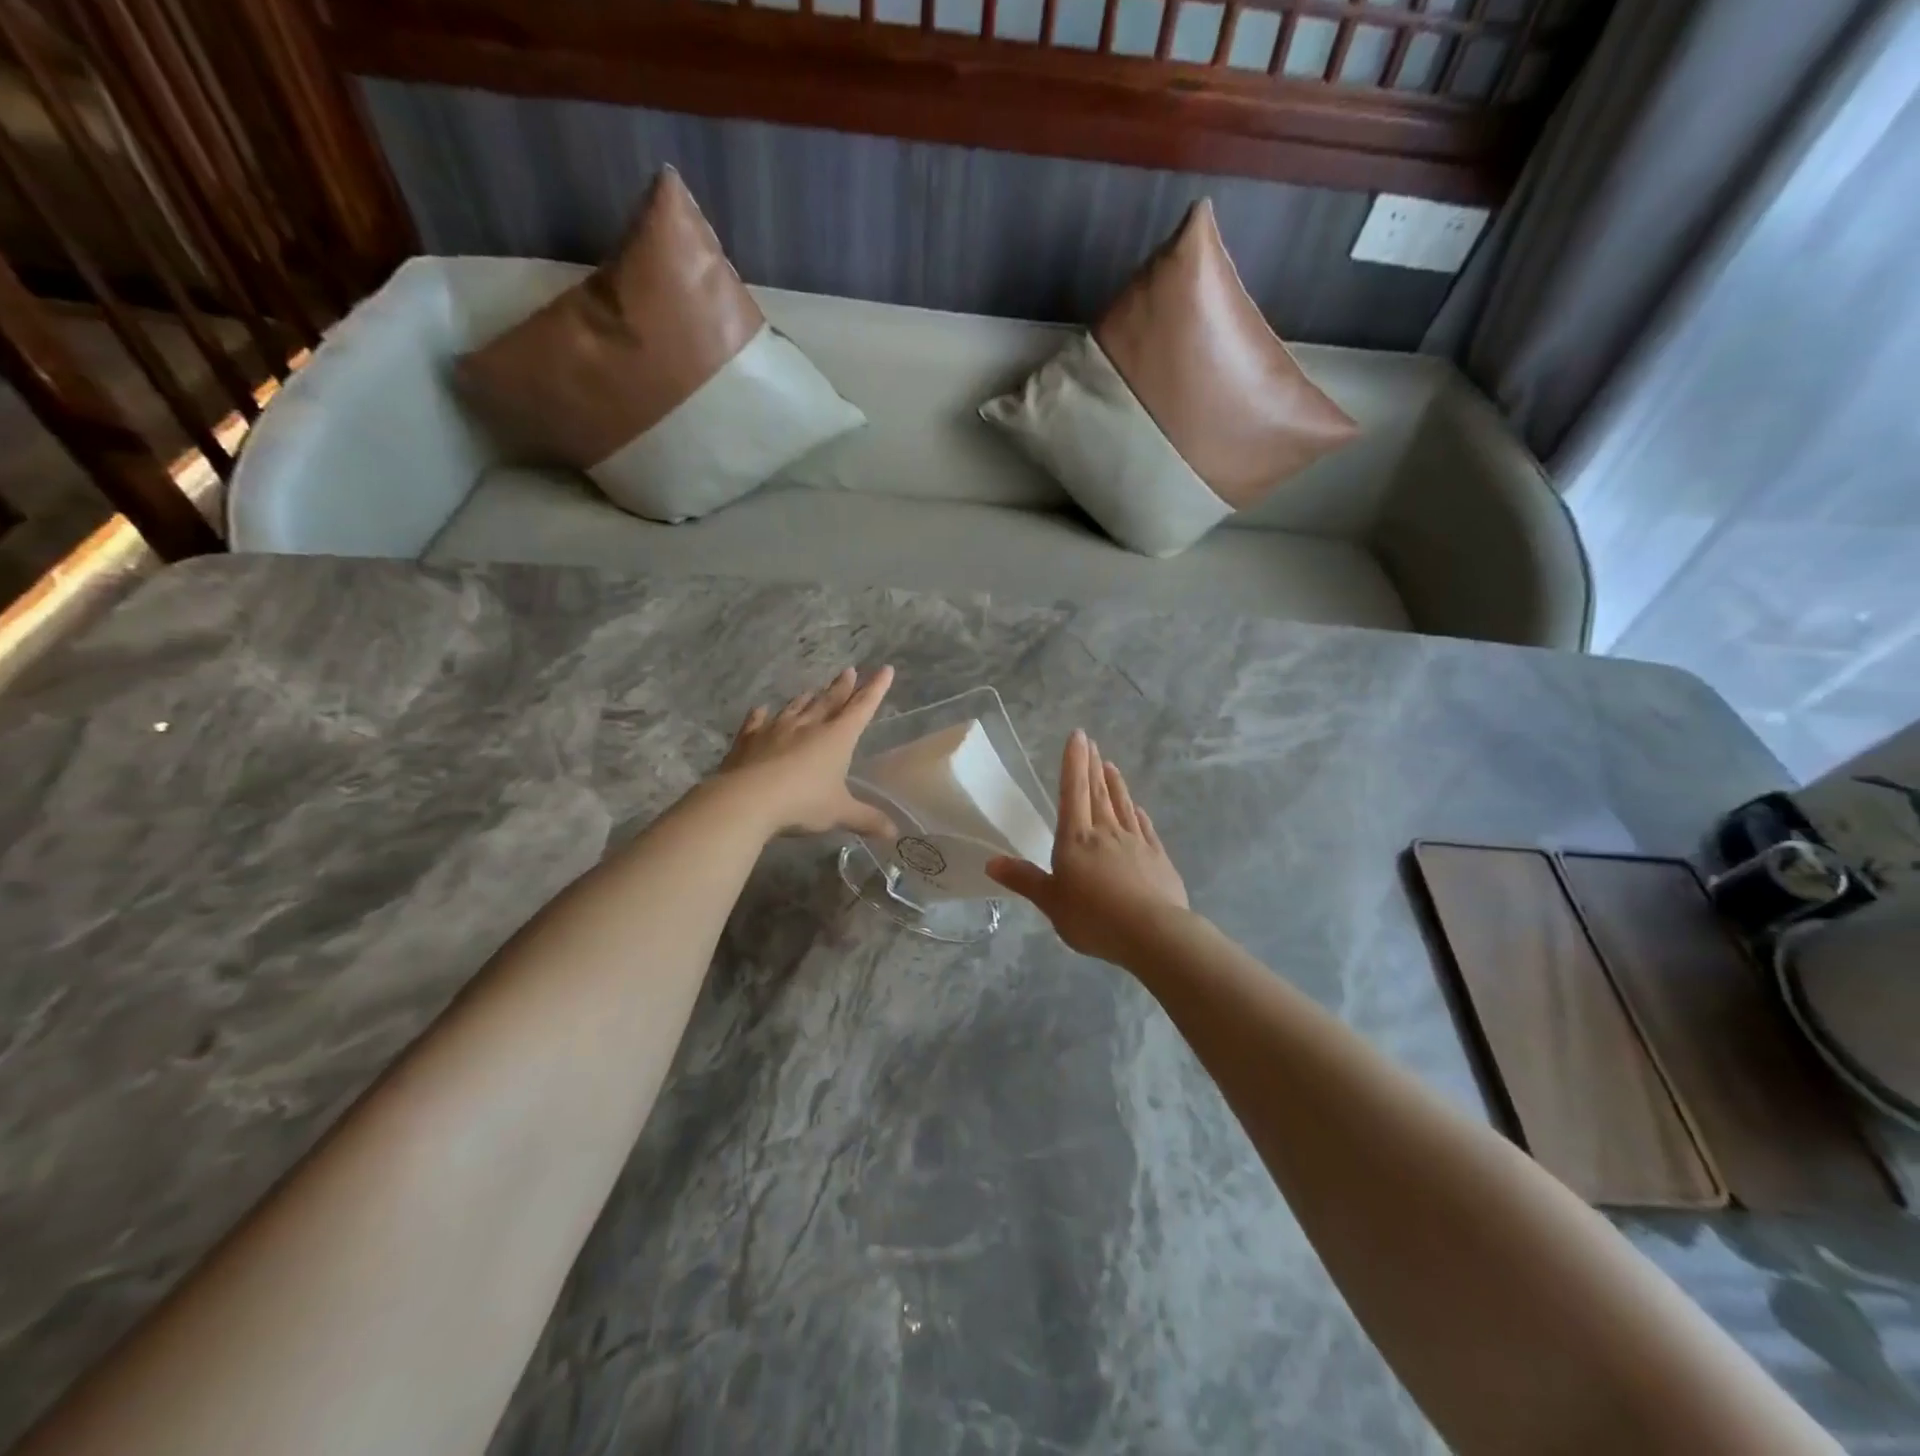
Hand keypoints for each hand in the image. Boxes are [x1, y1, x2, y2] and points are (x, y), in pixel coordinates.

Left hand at [716, 667, 897, 838]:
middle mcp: (808, 726)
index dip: (875, 689)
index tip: (885, 670)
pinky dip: (759, 716)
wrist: (746, 800)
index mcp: (836, 737)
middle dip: (842, 687)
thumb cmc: (802, 802)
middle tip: (849, 671)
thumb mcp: (839, 812)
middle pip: (829, 701)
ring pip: (795, 708)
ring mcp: (775, 730)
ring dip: (806, 698)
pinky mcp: (748, 740)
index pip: (862, 707)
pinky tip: (760, 710)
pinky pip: (756, 723)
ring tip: (812, 690)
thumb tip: (894, 833)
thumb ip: (866, 819)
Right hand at [987, 729, 1188, 964]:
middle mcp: (1106, 833)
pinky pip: (1145, 829)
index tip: (1078, 736)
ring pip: (1122, 806)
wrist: (1152, 933)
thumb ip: (1024, 879)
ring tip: (1111, 765)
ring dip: (1116, 784)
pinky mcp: (1158, 859)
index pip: (1073, 792)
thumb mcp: (1050, 902)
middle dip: (1092, 766)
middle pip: (1098, 793)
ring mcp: (1136, 843)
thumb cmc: (1093, 917)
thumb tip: (990, 862)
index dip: (1073, 763)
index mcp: (1076, 839)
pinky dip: (1138, 815)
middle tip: (1092, 742)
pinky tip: (1137, 809)